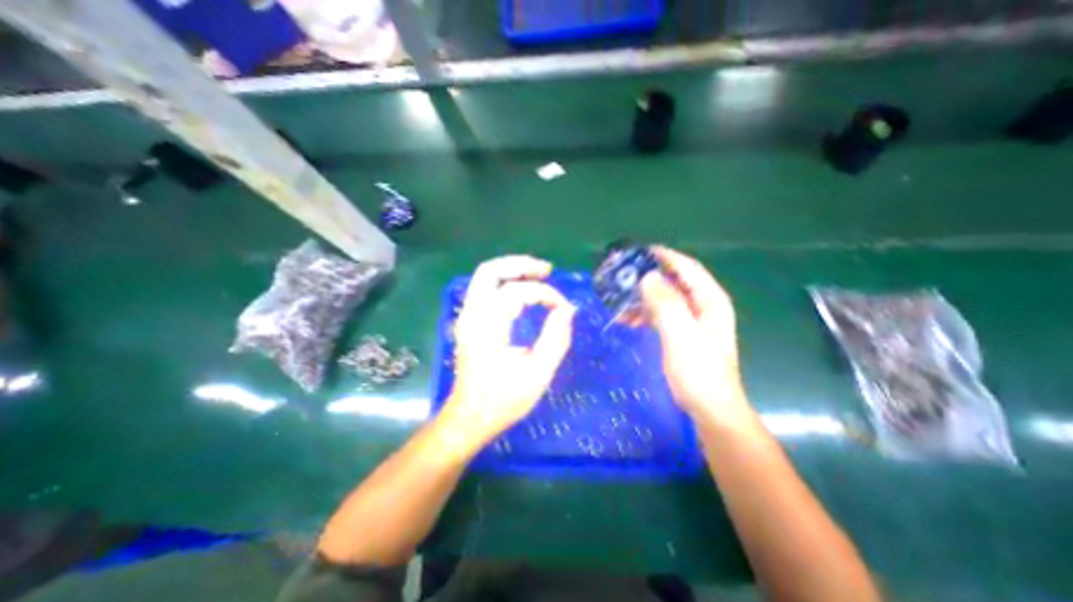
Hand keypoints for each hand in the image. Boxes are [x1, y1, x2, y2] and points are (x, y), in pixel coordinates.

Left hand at [440, 253, 574, 445]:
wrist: (470, 417)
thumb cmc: (503, 400)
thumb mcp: (537, 374)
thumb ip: (555, 339)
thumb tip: (568, 309)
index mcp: (486, 327)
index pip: (516, 292)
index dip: (545, 294)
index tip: (564, 308)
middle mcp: (472, 315)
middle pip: (490, 271)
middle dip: (520, 265)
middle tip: (547, 270)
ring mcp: (467, 316)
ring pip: (485, 276)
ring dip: (513, 270)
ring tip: (539, 274)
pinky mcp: (470, 321)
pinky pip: (486, 288)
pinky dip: (506, 281)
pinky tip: (524, 289)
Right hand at [635, 246, 747, 421]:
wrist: (709, 409)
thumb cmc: (698, 372)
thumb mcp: (681, 336)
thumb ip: (666, 304)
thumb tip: (647, 277)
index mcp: (709, 301)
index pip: (687, 268)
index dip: (665, 256)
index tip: (639, 251)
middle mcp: (702, 306)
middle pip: (673, 282)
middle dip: (648, 277)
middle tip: (622, 276)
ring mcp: (692, 321)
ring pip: (664, 299)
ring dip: (642, 297)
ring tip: (618, 300)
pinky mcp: (681, 334)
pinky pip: (660, 315)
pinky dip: (643, 313)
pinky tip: (626, 319)